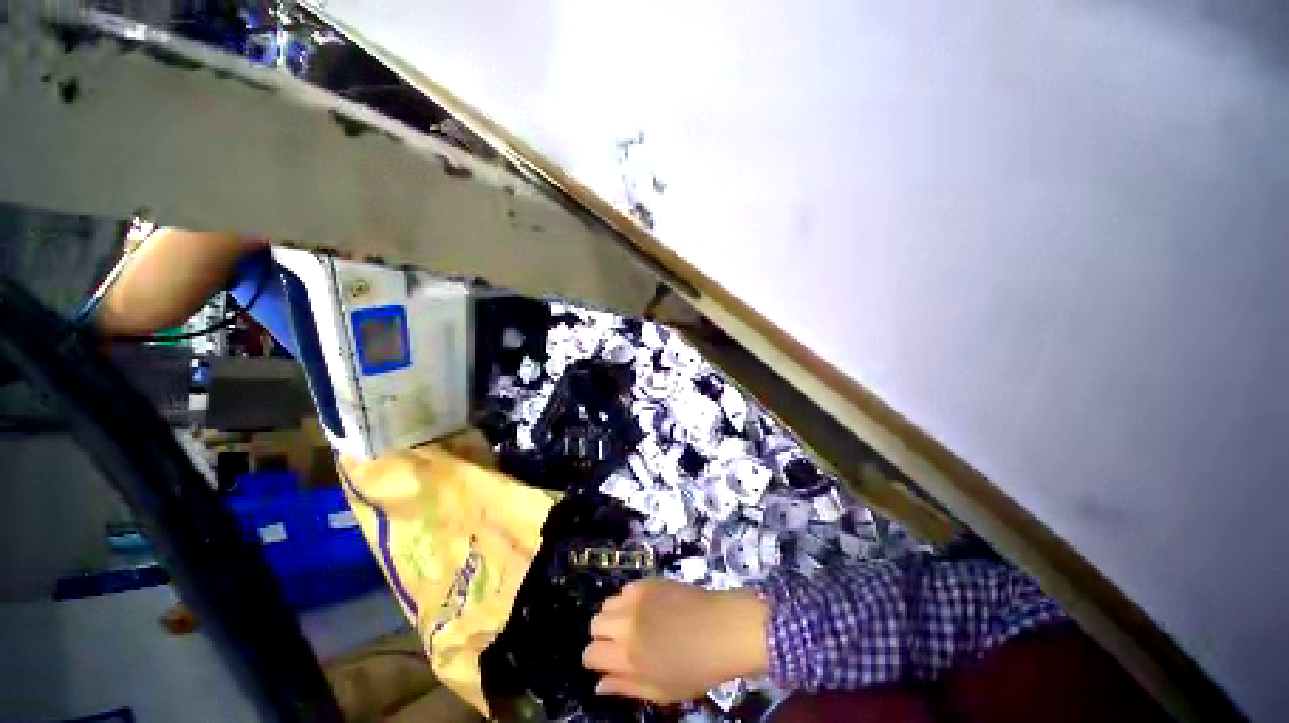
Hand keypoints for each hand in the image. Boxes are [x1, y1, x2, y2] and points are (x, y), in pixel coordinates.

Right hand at [583, 579, 769, 704]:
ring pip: (607, 603)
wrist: (722, 629)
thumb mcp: (661, 692)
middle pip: (594, 624)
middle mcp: (626, 623)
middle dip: (603, 636)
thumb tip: (598, 685)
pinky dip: (629, 599)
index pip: (589, 654)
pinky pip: (626, 588)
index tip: (608, 663)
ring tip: (635, 624)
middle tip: (623, 643)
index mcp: (627, 656)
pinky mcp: (649, 581)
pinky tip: (647, 607)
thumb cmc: (696, 669)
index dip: (595, 660)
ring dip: (614, 615)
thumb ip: (625, 687)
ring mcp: (637, 598)